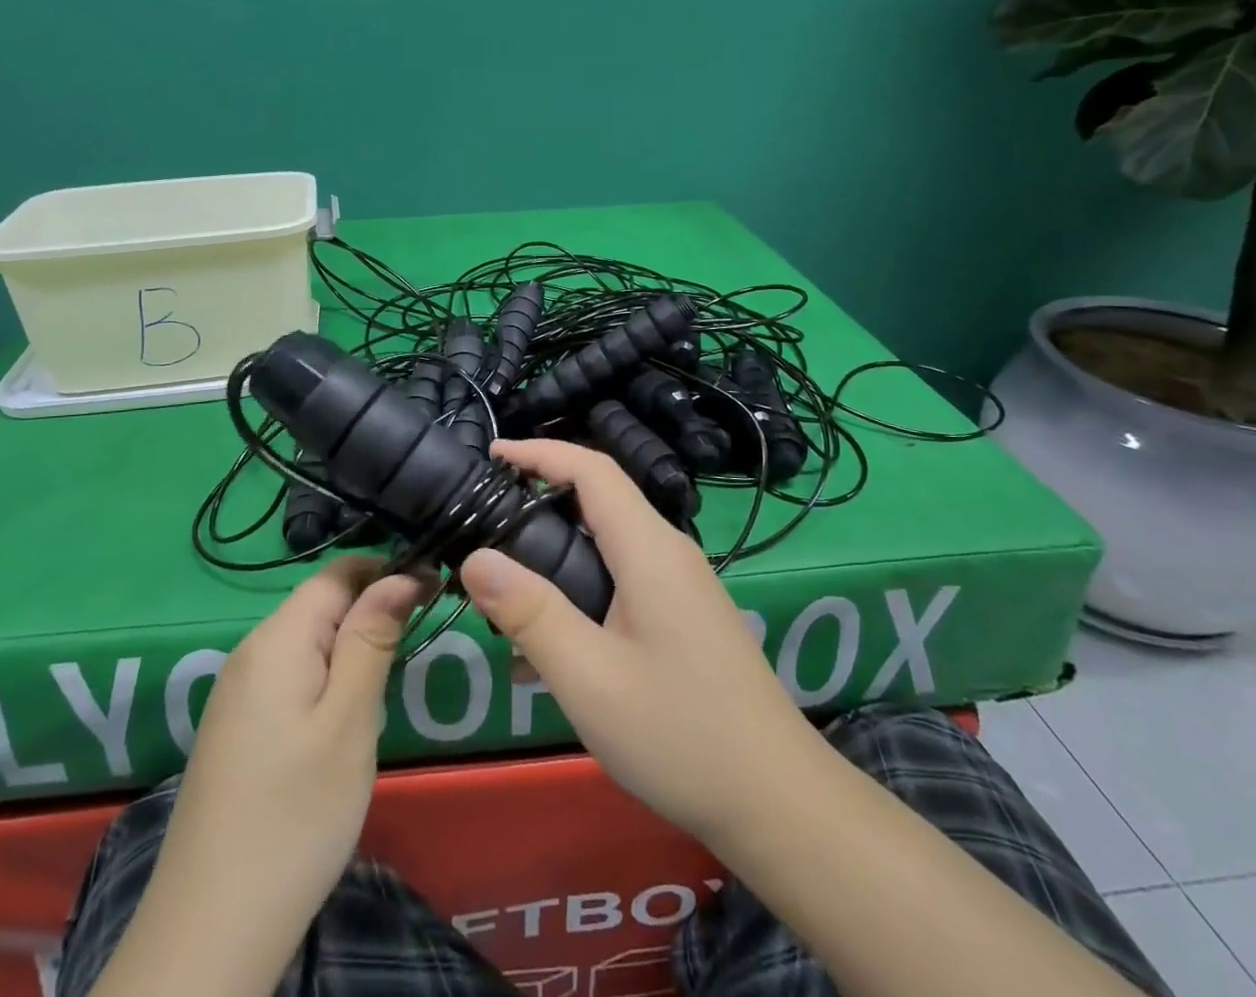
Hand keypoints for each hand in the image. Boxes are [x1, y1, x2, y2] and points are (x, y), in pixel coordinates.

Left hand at [125, 557, 424, 992]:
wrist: (209, 931)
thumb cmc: (296, 816)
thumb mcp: (349, 720)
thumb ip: (373, 637)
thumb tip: (402, 572)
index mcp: (277, 638)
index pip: (339, 571)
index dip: (388, 570)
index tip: (435, 591)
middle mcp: (251, 651)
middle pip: (321, 603)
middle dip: (372, 612)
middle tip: (414, 650)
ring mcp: (238, 692)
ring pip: (308, 641)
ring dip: (352, 649)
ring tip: (383, 691)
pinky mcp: (237, 728)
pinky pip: (291, 676)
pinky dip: (326, 680)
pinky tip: (342, 723)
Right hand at [460, 439, 825, 852]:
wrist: (780, 802)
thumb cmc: (681, 734)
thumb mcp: (590, 678)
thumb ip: (531, 613)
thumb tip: (475, 559)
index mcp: (649, 548)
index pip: (591, 468)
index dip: (539, 452)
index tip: (490, 454)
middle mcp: (668, 552)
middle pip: (597, 502)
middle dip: (538, 505)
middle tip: (484, 532)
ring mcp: (680, 585)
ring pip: (605, 547)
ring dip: (554, 561)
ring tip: (504, 603)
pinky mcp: (683, 616)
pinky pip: (621, 583)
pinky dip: (579, 597)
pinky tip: (549, 656)